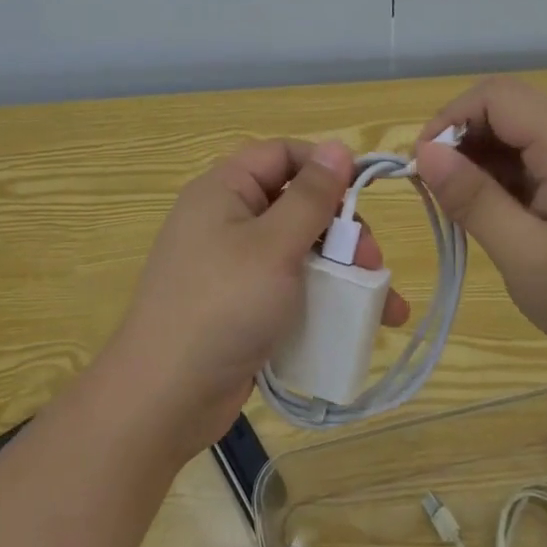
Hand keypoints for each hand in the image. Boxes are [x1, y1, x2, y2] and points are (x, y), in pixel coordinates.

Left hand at [102, 139, 407, 457]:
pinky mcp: (241, 306)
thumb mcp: (275, 245)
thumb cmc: (223, 306)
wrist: (164, 398)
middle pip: (296, 204)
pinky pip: (289, 288)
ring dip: (342, 270)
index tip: (366, 191)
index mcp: (224, 190)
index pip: (281, 154)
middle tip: (372, 260)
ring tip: (382, 303)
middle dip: (341, 229)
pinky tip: (359, 324)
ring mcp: (233, 266)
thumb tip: (339, 147)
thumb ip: (311, 196)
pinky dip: (323, 299)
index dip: (324, 166)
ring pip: (299, 250)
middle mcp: (226, 220)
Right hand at [414, 78, 546, 376]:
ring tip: (466, 206)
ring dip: (484, 155)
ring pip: (521, 126)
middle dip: (463, 138)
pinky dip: (509, 170)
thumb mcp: (525, 255)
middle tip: (440, 190)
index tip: (423, 168)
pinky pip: (541, 149)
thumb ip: (473, 199)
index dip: (448, 121)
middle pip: (506, 104)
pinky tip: (502, 211)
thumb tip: (426, 152)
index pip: (493, 96)